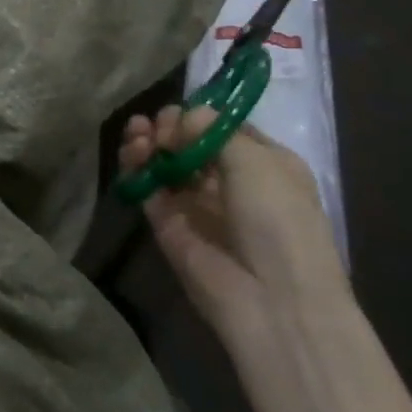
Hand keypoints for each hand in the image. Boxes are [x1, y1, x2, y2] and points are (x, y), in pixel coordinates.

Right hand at [119, 105, 348, 344]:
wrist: (272, 299)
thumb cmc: (279, 220)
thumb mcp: (257, 162)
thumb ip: (212, 131)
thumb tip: (180, 117)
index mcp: (264, 165)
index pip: (223, 129)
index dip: (200, 116)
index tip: (182, 112)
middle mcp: (229, 182)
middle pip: (188, 143)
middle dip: (169, 127)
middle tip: (158, 127)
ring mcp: (196, 204)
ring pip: (164, 163)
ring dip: (148, 142)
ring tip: (138, 134)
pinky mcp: (167, 224)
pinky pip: (147, 188)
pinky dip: (136, 167)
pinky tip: (132, 153)